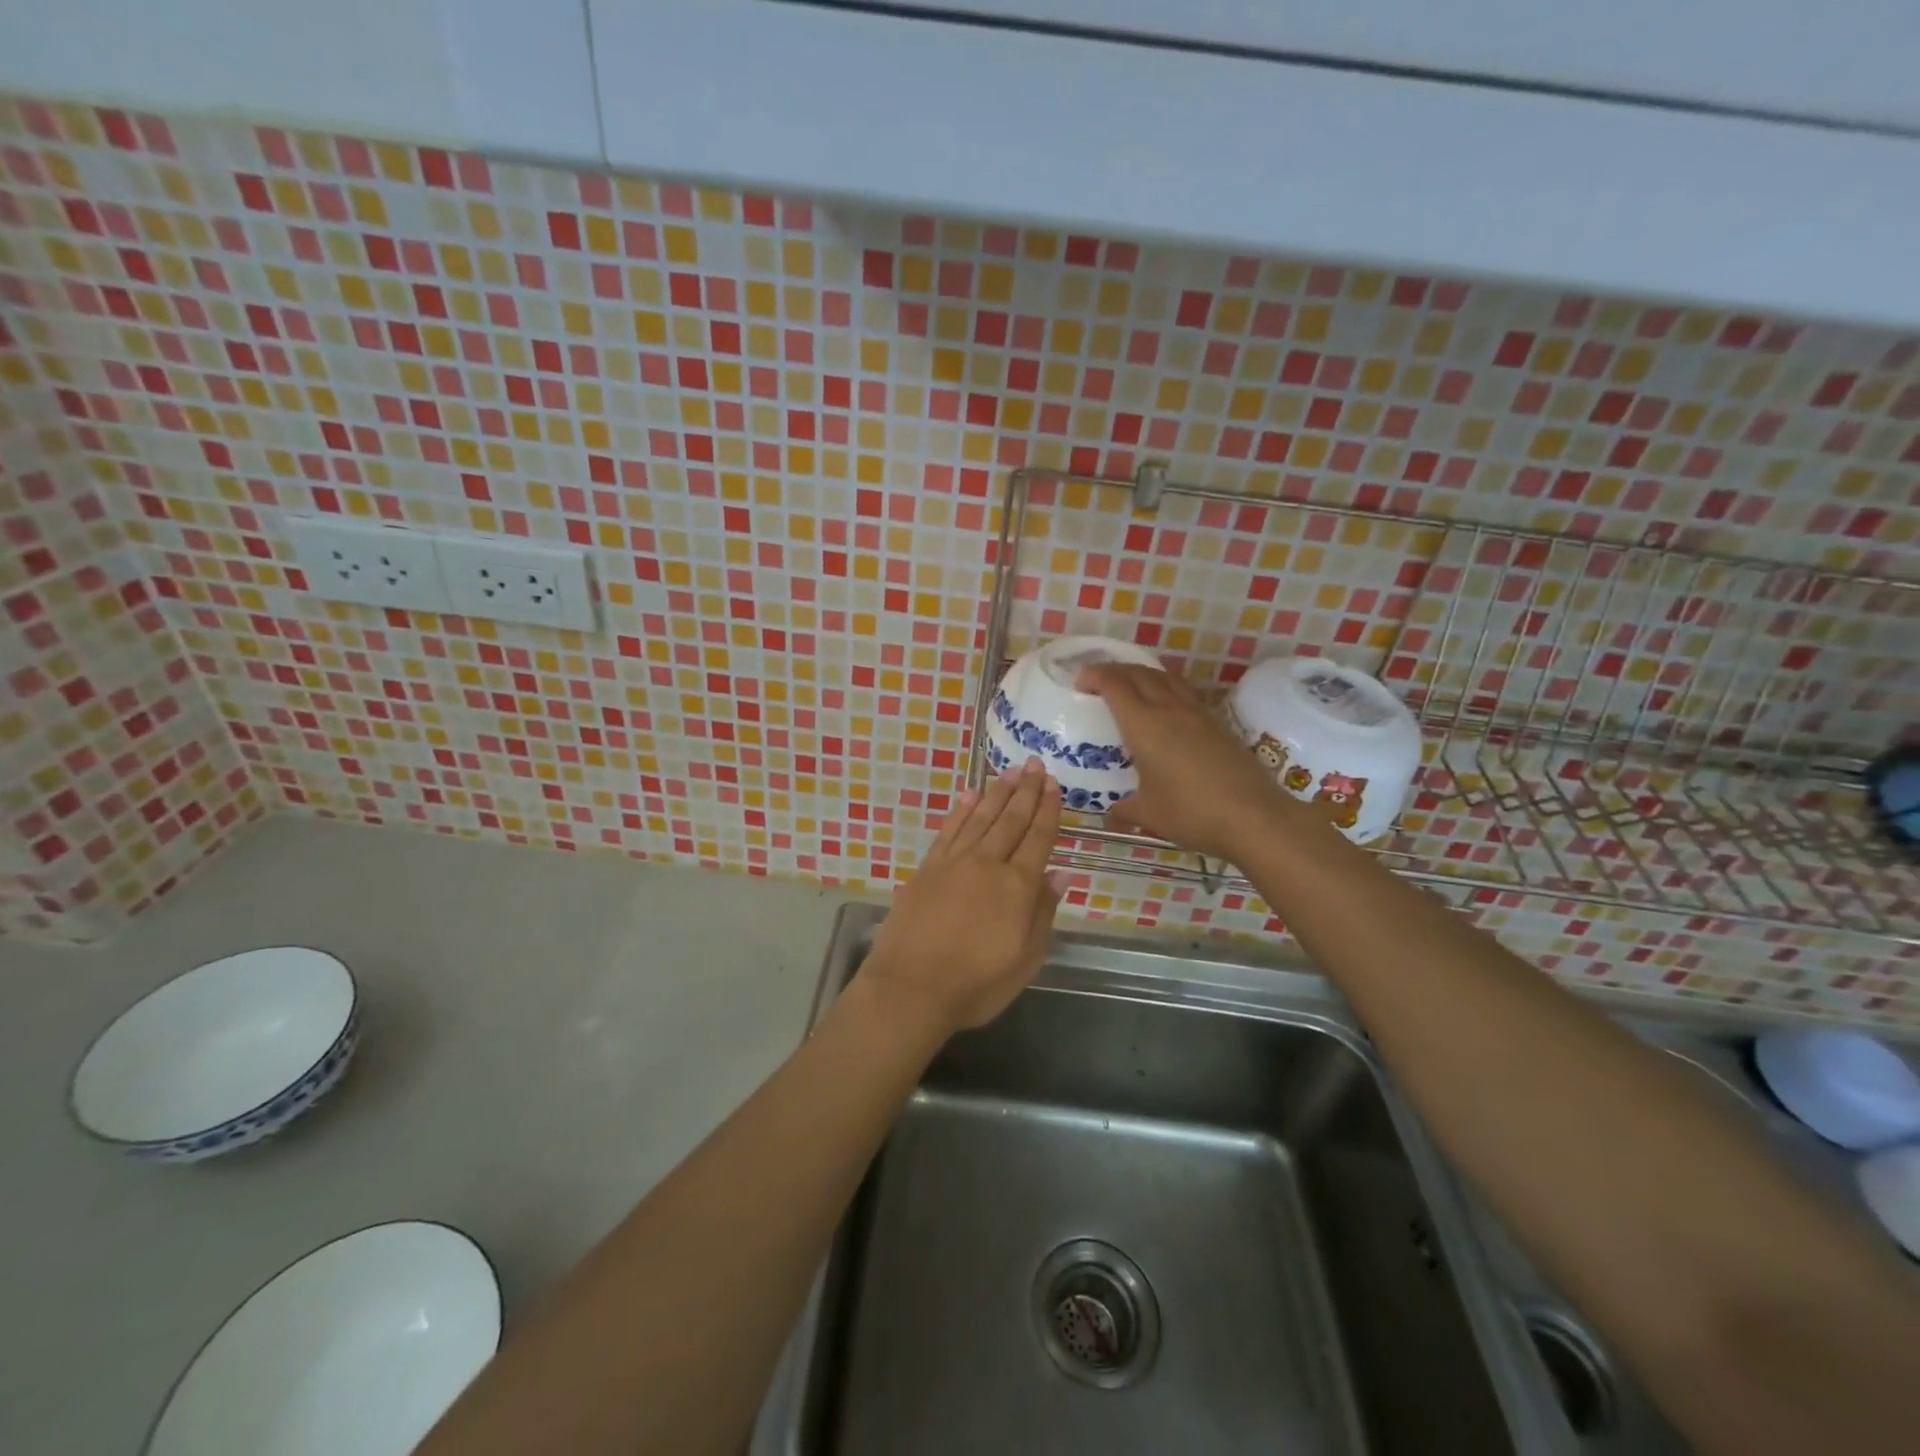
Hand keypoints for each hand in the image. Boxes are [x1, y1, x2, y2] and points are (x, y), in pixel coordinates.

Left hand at [862, 758, 1062, 1034]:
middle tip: (1035, 764)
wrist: (910, 988)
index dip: (1048, 810)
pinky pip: (949, 831)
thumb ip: (1044, 914)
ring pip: (980, 818)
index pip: (1038, 839)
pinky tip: (970, 796)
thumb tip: (1061, 875)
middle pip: (1011, 820)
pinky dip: (961, 811)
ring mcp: (953, 863)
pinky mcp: (927, 869)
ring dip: (997, 793)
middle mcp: (987, 864)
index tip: (1054, 784)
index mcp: (1016, 886)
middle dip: (1026, 791)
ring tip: (1010, 771)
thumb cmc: (975, 984)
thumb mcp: (1025, 960)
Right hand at [1079, 663, 1293, 861]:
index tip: (1080, 682)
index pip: (1114, 686)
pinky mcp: (1218, 722)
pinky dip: (1167, 687)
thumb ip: (1125, 811)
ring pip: (1165, 677)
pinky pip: (1185, 692)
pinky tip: (1167, 705)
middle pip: (1138, 673)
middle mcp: (1169, 709)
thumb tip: (1110, 817)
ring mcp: (1197, 713)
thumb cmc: (1191, 812)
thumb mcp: (1149, 814)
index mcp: (1143, 725)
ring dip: (1143, 673)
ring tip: (1131, 683)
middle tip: (1099, 679)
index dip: (1094, 677)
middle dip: (1115, 670)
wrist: (1253, 815)